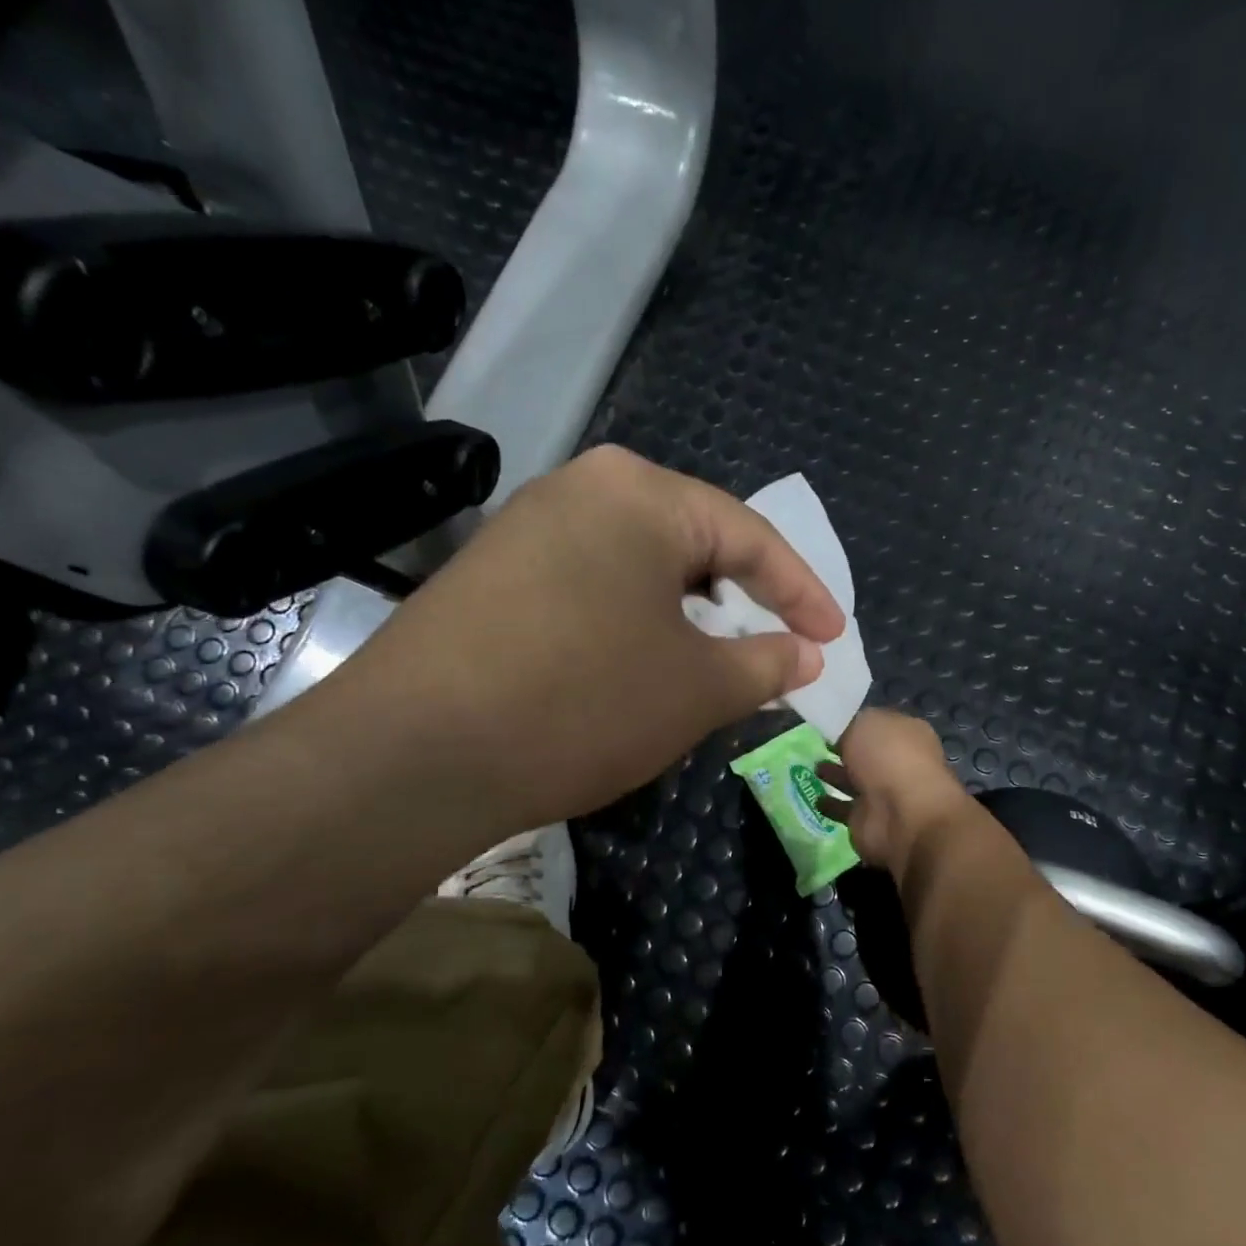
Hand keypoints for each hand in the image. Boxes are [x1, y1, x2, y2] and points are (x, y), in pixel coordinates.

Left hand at [327, 446, 844, 829]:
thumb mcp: (698, 689)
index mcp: (641, 495)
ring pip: (640, 567)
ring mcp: (527, 527)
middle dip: (743, 601)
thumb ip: (767, 664)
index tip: (833, 639)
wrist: (412, 755)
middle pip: (692, 543)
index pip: (750, 537)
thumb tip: (806, 655)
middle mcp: (581, 489)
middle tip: (777, 648)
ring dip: (688, 616)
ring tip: (714, 663)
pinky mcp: (493, 573)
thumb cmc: (582, 703)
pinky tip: (637, 665)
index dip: (803, 594)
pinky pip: (592, 585)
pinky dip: (634, 622)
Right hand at [825, 709, 974, 876]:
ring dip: (836, 775)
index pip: (878, 723)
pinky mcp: (868, 820)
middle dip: (845, 749)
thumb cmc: (887, 758)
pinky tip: (814, 797)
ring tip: (813, 766)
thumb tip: (839, 727)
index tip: (830, 721)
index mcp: (907, 733)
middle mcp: (898, 762)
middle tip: (818, 743)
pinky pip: (844, 808)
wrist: (901, 816)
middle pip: (867, 753)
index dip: (856, 721)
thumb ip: (848, 722)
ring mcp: (884, 794)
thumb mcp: (863, 723)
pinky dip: (831, 804)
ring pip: (855, 781)